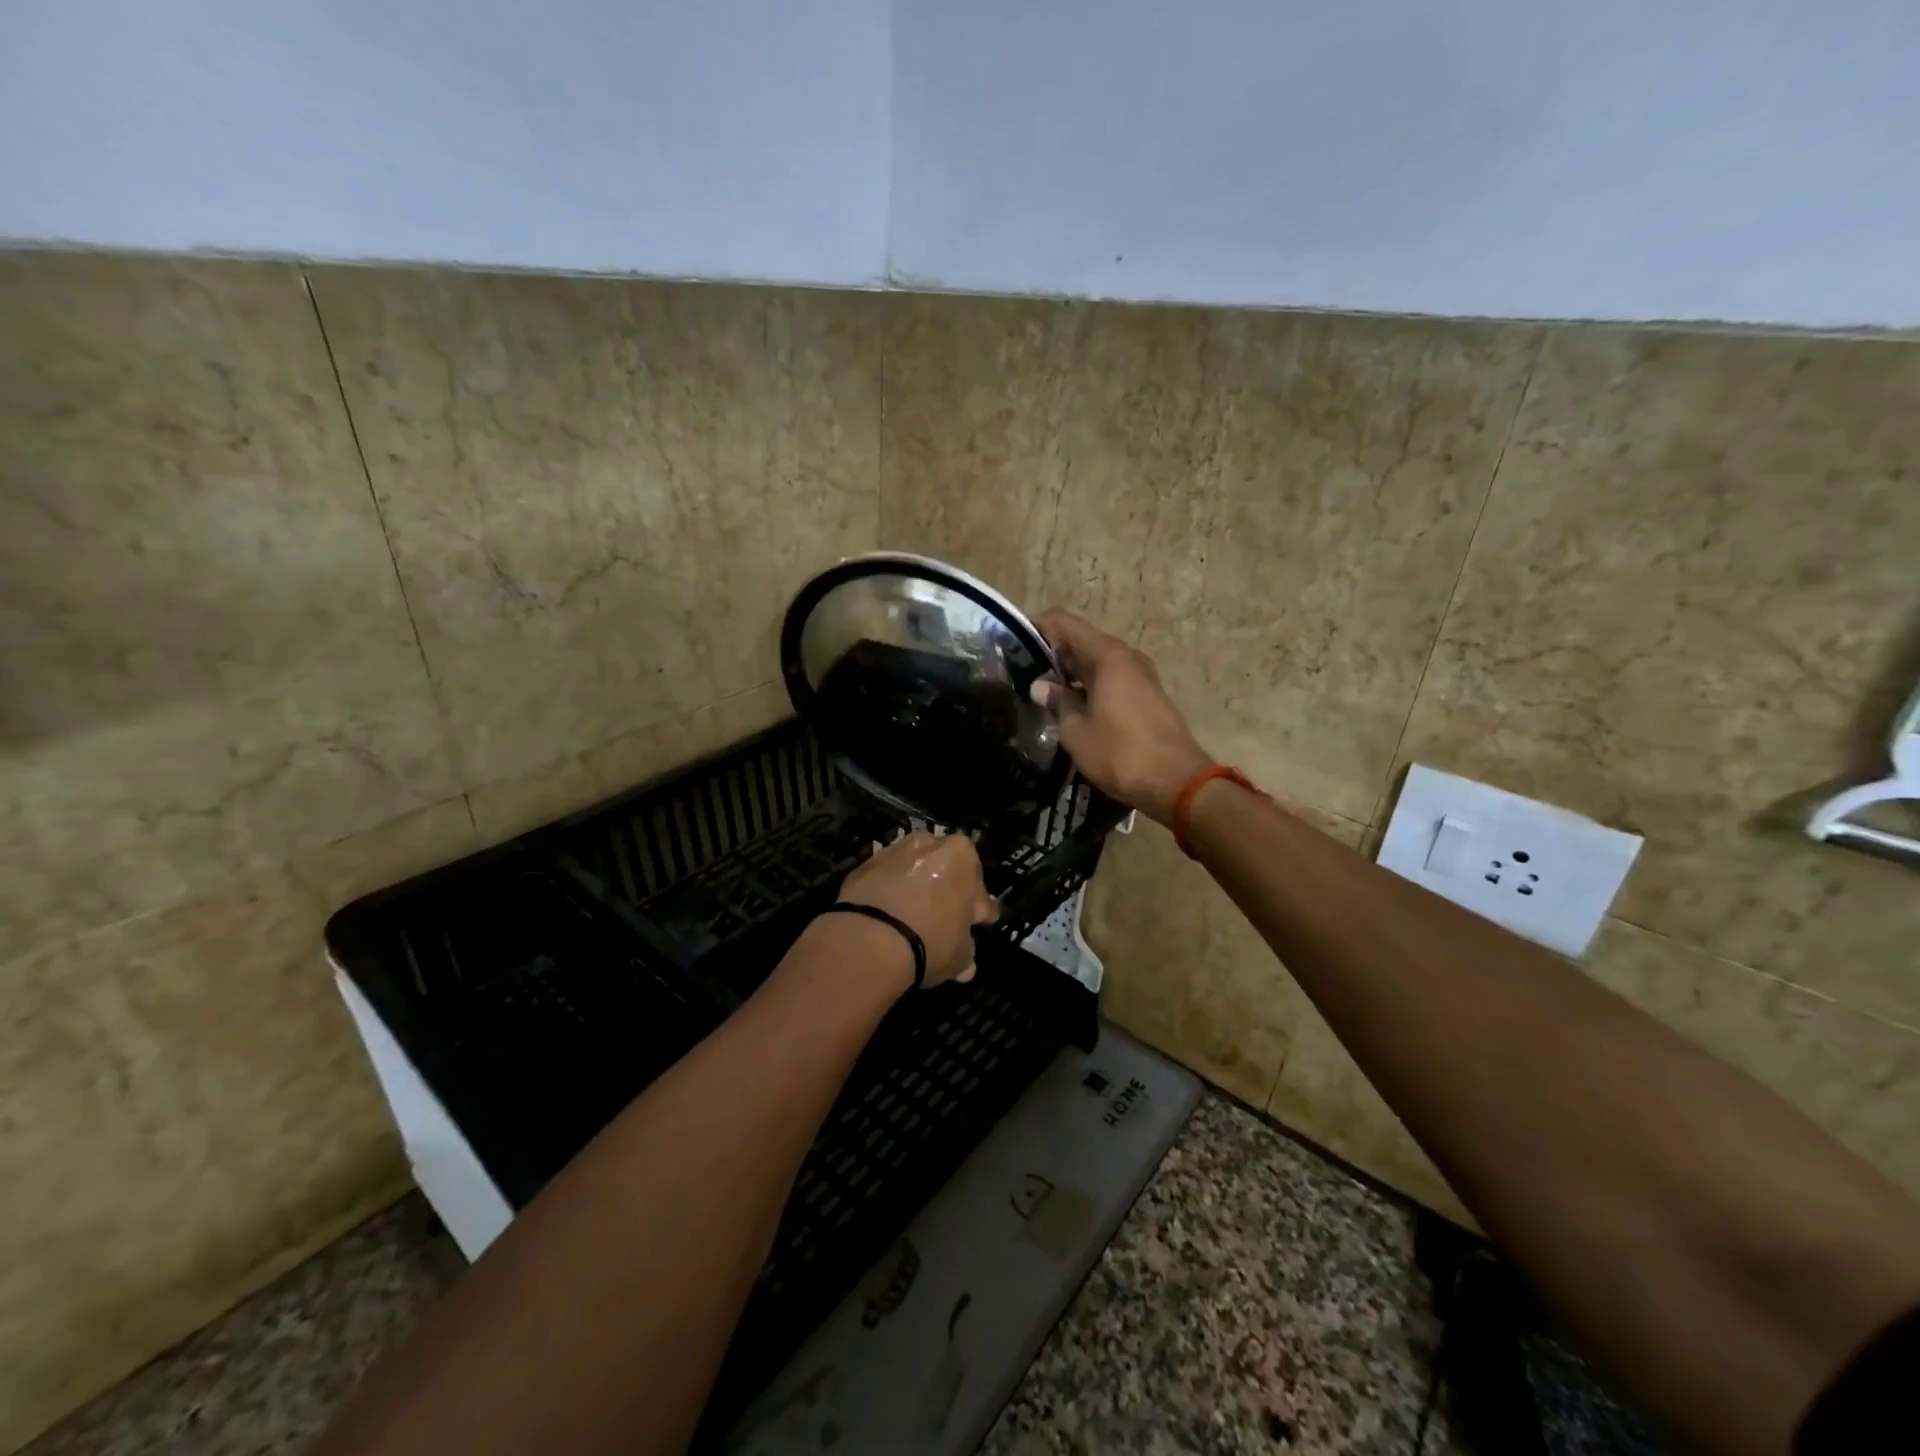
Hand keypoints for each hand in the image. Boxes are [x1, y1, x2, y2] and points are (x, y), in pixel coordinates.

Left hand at [837, 832, 998, 987]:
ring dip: (915, 888)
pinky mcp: (863, 866)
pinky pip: (885, 881)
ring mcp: (893, 852)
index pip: (979, 885)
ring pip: (912, 871)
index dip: (978, 908)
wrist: (869, 940)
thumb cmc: (930, 941)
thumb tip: (966, 959)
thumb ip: (966, 949)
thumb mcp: (960, 955)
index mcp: (962, 856)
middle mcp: (928, 845)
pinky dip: (888, 894)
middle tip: (944, 918)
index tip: (975, 923)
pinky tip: (887, 918)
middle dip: (945, 890)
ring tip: (912, 917)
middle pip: (944, 868)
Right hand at [1031, 611, 1212, 825]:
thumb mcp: (1076, 731)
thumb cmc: (1120, 753)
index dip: (1037, 626)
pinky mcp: (1147, 695)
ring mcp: (1140, 675)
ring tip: (1041, 690)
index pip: (1065, 623)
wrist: (1177, 783)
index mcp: (1107, 656)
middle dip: (1051, 652)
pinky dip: (1088, 685)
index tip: (1012, 642)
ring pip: (1096, 661)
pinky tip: (1071, 705)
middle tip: (1020, 670)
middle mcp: (1126, 656)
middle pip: (1081, 640)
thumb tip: (1041, 686)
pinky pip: (1110, 678)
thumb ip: (1057, 702)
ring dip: (1070, 671)